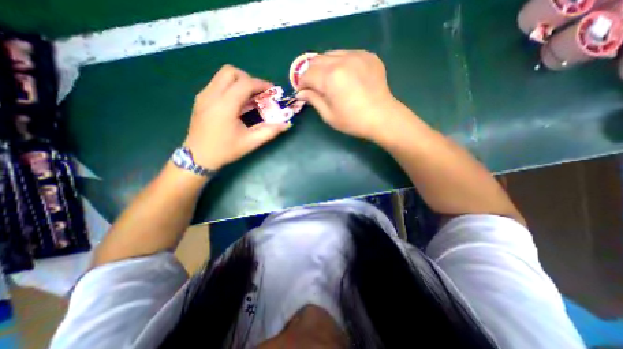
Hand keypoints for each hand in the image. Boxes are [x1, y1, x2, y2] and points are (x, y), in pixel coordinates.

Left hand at [185, 64, 291, 169]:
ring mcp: (203, 96)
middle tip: (258, 93)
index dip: (261, 84)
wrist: (198, 157)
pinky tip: (237, 104)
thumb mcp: (251, 142)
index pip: (245, 83)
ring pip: (222, 76)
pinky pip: (217, 84)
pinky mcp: (201, 99)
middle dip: (248, 79)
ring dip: (239, 82)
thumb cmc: (225, 150)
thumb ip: (270, 131)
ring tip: (250, 99)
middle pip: (230, 72)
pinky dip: (230, 88)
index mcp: (225, 106)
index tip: (272, 91)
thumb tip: (286, 124)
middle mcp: (212, 95)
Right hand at [295, 49, 399, 141]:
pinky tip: (345, 76)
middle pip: (317, 60)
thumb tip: (301, 92)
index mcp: (330, 77)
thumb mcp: (328, 115)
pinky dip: (340, 63)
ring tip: (329, 81)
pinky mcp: (368, 56)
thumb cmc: (353, 121)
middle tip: (314, 86)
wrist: (382, 117)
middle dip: (311, 73)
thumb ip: (313, 99)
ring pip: (331, 54)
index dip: (302, 83)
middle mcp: (342, 60)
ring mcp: (357, 55)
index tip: (303, 92)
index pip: (307, 74)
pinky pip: (347, 54)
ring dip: (324, 66)